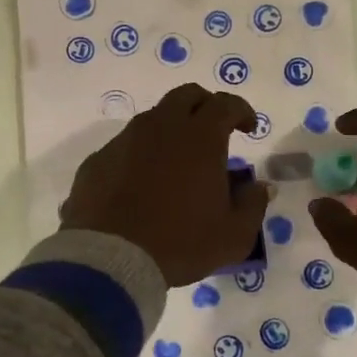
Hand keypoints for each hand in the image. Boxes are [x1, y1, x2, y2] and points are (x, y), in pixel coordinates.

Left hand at [59, 84, 270, 285]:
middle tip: (212, 130)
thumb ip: (252, 204)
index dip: (241, 111)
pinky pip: (124, 147)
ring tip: (176, 162)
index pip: (225, 104)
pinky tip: (141, 184)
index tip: (248, 128)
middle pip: (186, 96)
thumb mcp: (233, 235)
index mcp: (199, 137)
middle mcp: (160, 127)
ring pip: (152, 119)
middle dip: (204, 106)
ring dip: (170, 130)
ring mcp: (124, 141)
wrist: (111, 259)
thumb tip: (259, 187)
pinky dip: (139, 156)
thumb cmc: (181, 243)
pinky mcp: (97, 160)